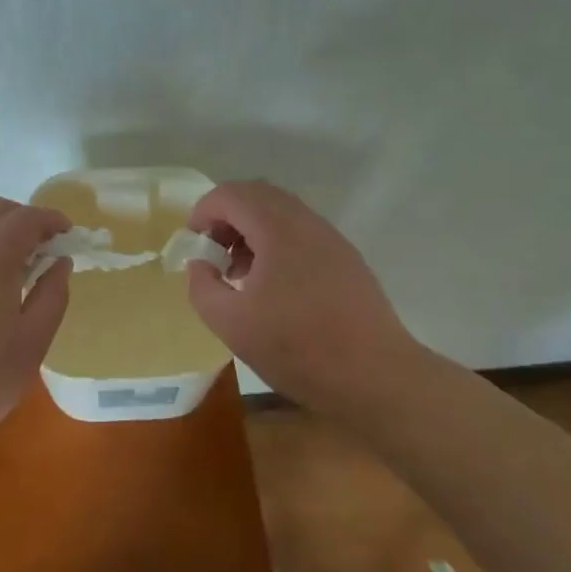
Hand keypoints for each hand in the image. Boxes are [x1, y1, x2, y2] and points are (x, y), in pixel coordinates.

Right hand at [185, 180, 421, 419]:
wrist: (376, 377)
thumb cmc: (299, 347)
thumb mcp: (231, 324)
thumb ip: (202, 287)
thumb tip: (201, 265)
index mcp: (277, 227)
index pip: (230, 194)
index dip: (203, 213)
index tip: (194, 247)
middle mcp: (305, 221)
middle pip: (256, 196)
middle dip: (227, 219)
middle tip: (214, 256)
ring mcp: (330, 238)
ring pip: (281, 214)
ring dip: (252, 232)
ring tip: (241, 275)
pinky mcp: (346, 259)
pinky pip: (301, 233)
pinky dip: (277, 245)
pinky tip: (275, 289)